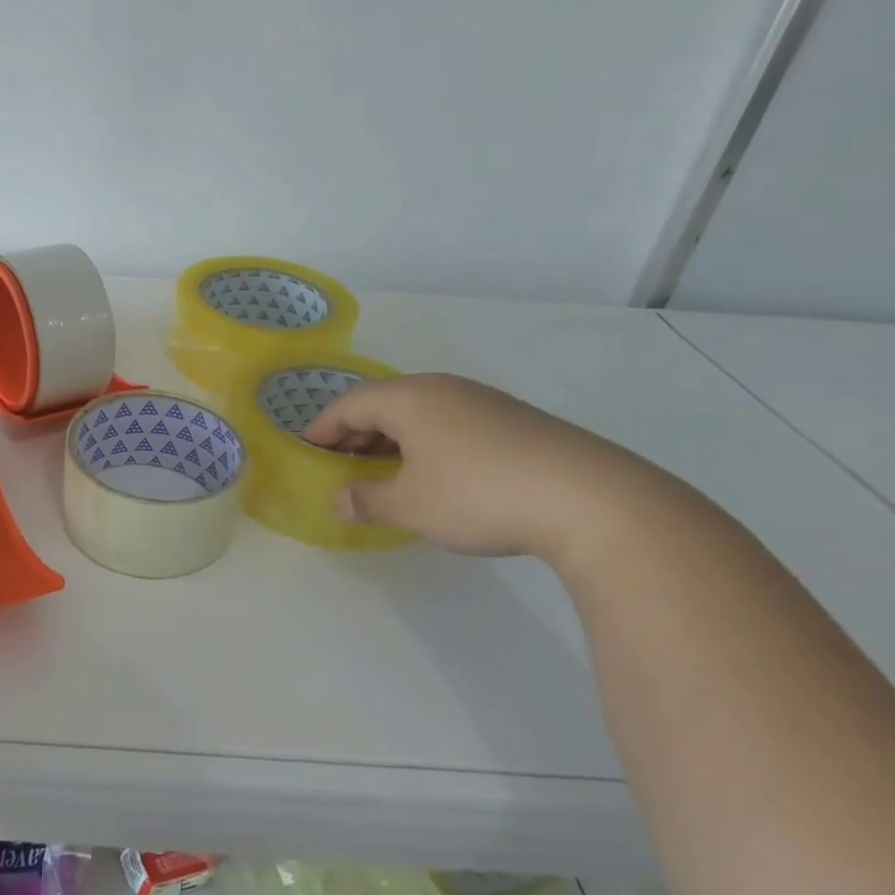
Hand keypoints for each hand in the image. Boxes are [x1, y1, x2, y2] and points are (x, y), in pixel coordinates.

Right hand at [303, 373, 652, 563]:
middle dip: (355, 430)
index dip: (323, 427)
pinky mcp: (512, 419)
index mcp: (409, 399)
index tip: (306, 447)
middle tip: (339, 460)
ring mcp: (481, 400)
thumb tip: (340, 499)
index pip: (349, 404)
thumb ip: (368, 500)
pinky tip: (434, 470)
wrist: (589, 498)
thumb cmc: (479, 495)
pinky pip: (449, 420)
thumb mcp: (411, 506)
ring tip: (382, 466)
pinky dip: (425, 440)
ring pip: (419, 410)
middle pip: (383, 402)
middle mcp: (442, 388)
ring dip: (391, 436)